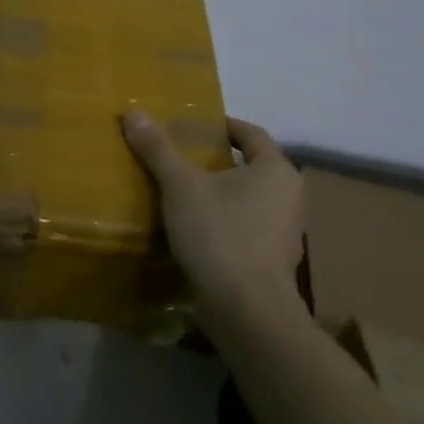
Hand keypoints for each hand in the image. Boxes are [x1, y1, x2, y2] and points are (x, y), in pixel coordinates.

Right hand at [122, 111, 302, 313]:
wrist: (246, 311)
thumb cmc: (220, 235)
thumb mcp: (181, 186)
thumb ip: (158, 149)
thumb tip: (134, 112)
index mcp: (276, 170)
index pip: (250, 133)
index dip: (221, 125)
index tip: (190, 126)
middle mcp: (289, 196)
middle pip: (249, 166)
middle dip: (215, 160)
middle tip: (178, 157)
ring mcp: (285, 232)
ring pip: (247, 198)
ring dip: (218, 193)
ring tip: (180, 192)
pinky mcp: (272, 260)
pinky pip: (245, 227)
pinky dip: (222, 221)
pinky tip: (193, 229)